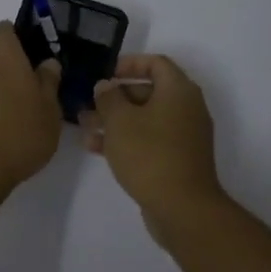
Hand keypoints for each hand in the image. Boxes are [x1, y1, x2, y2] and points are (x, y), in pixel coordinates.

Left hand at [0, 22, 63, 197]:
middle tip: (34, 83)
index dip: (17, 35)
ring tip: (22, 106)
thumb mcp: (49, 107)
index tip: (34, 51)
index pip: (4, 29)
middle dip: (12, 62)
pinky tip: (7, 123)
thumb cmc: (21, 132)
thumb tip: (47, 63)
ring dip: (1, 83)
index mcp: (5, 56)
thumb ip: (48, 81)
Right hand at [82, 54, 224, 220]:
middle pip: (148, 92)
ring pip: (145, 118)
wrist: (182, 208)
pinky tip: (96, 148)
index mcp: (178, 91)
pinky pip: (149, 139)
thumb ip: (108, 98)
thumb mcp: (120, 121)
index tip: (106, 73)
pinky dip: (126, 139)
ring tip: (84, 126)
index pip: (156, 63)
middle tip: (89, 104)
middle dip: (115, 97)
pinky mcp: (177, 159)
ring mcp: (183, 136)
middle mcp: (186, 109)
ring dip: (115, 120)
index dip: (129, 63)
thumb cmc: (149, 154)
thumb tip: (105, 86)